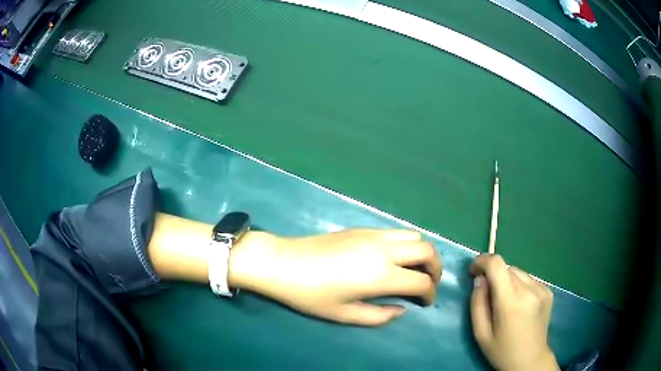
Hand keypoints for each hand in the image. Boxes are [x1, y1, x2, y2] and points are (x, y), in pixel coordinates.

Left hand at [230, 229, 441, 325]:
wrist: (283, 262)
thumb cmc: (311, 294)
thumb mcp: (344, 314)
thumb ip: (379, 316)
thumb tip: (402, 309)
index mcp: (382, 275)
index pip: (423, 281)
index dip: (430, 294)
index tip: (425, 303)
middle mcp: (384, 250)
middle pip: (428, 250)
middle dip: (436, 268)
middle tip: (427, 284)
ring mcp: (373, 235)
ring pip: (414, 236)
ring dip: (422, 253)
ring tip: (412, 269)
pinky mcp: (362, 228)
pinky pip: (396, 231)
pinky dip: (406, 243)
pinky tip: (392, 258)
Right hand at [470, 254, 559, 370]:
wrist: (530, 359)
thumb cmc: (501, 351)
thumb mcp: (480, 334)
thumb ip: (477, 304)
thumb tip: (480, 280)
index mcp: (510, 302)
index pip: (496, 264)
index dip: (482, 261)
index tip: (473, 271)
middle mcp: (529, 290)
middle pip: (507, 268)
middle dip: (494, 276)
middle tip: (488, 295)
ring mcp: (541, 289)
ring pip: (518, 272)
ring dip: (507, 280)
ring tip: (505, 302)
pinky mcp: (548, 291)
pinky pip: (528, 279)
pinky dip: (519, 285)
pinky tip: (519, 304)